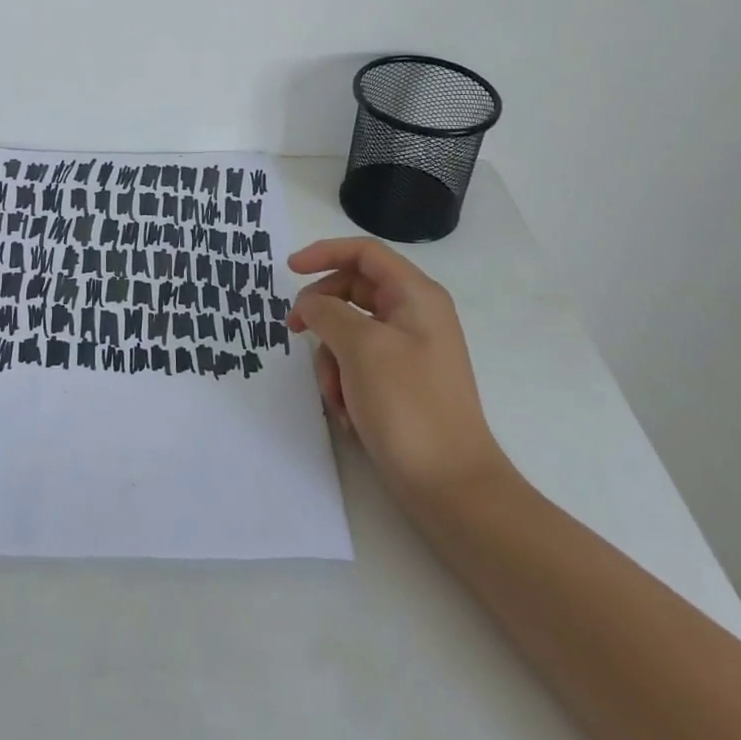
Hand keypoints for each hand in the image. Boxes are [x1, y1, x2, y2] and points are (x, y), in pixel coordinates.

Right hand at [288, 238, 509, 509]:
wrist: (451, 486)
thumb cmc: (408, 406)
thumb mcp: (360, 348)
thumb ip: (327, 312)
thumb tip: (309, 304)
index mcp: (415, 296)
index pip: (364, 252)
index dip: (324, 253)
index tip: (289, 271)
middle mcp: (414, 315)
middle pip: (352, 291)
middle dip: (323, 315)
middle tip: (293, 331)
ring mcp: (408, 350)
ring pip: (349, 332)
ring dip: (331, 360)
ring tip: (336, 396)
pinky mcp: (400, 382)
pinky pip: (358, 364)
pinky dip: (345, 383)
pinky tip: (349, 414)